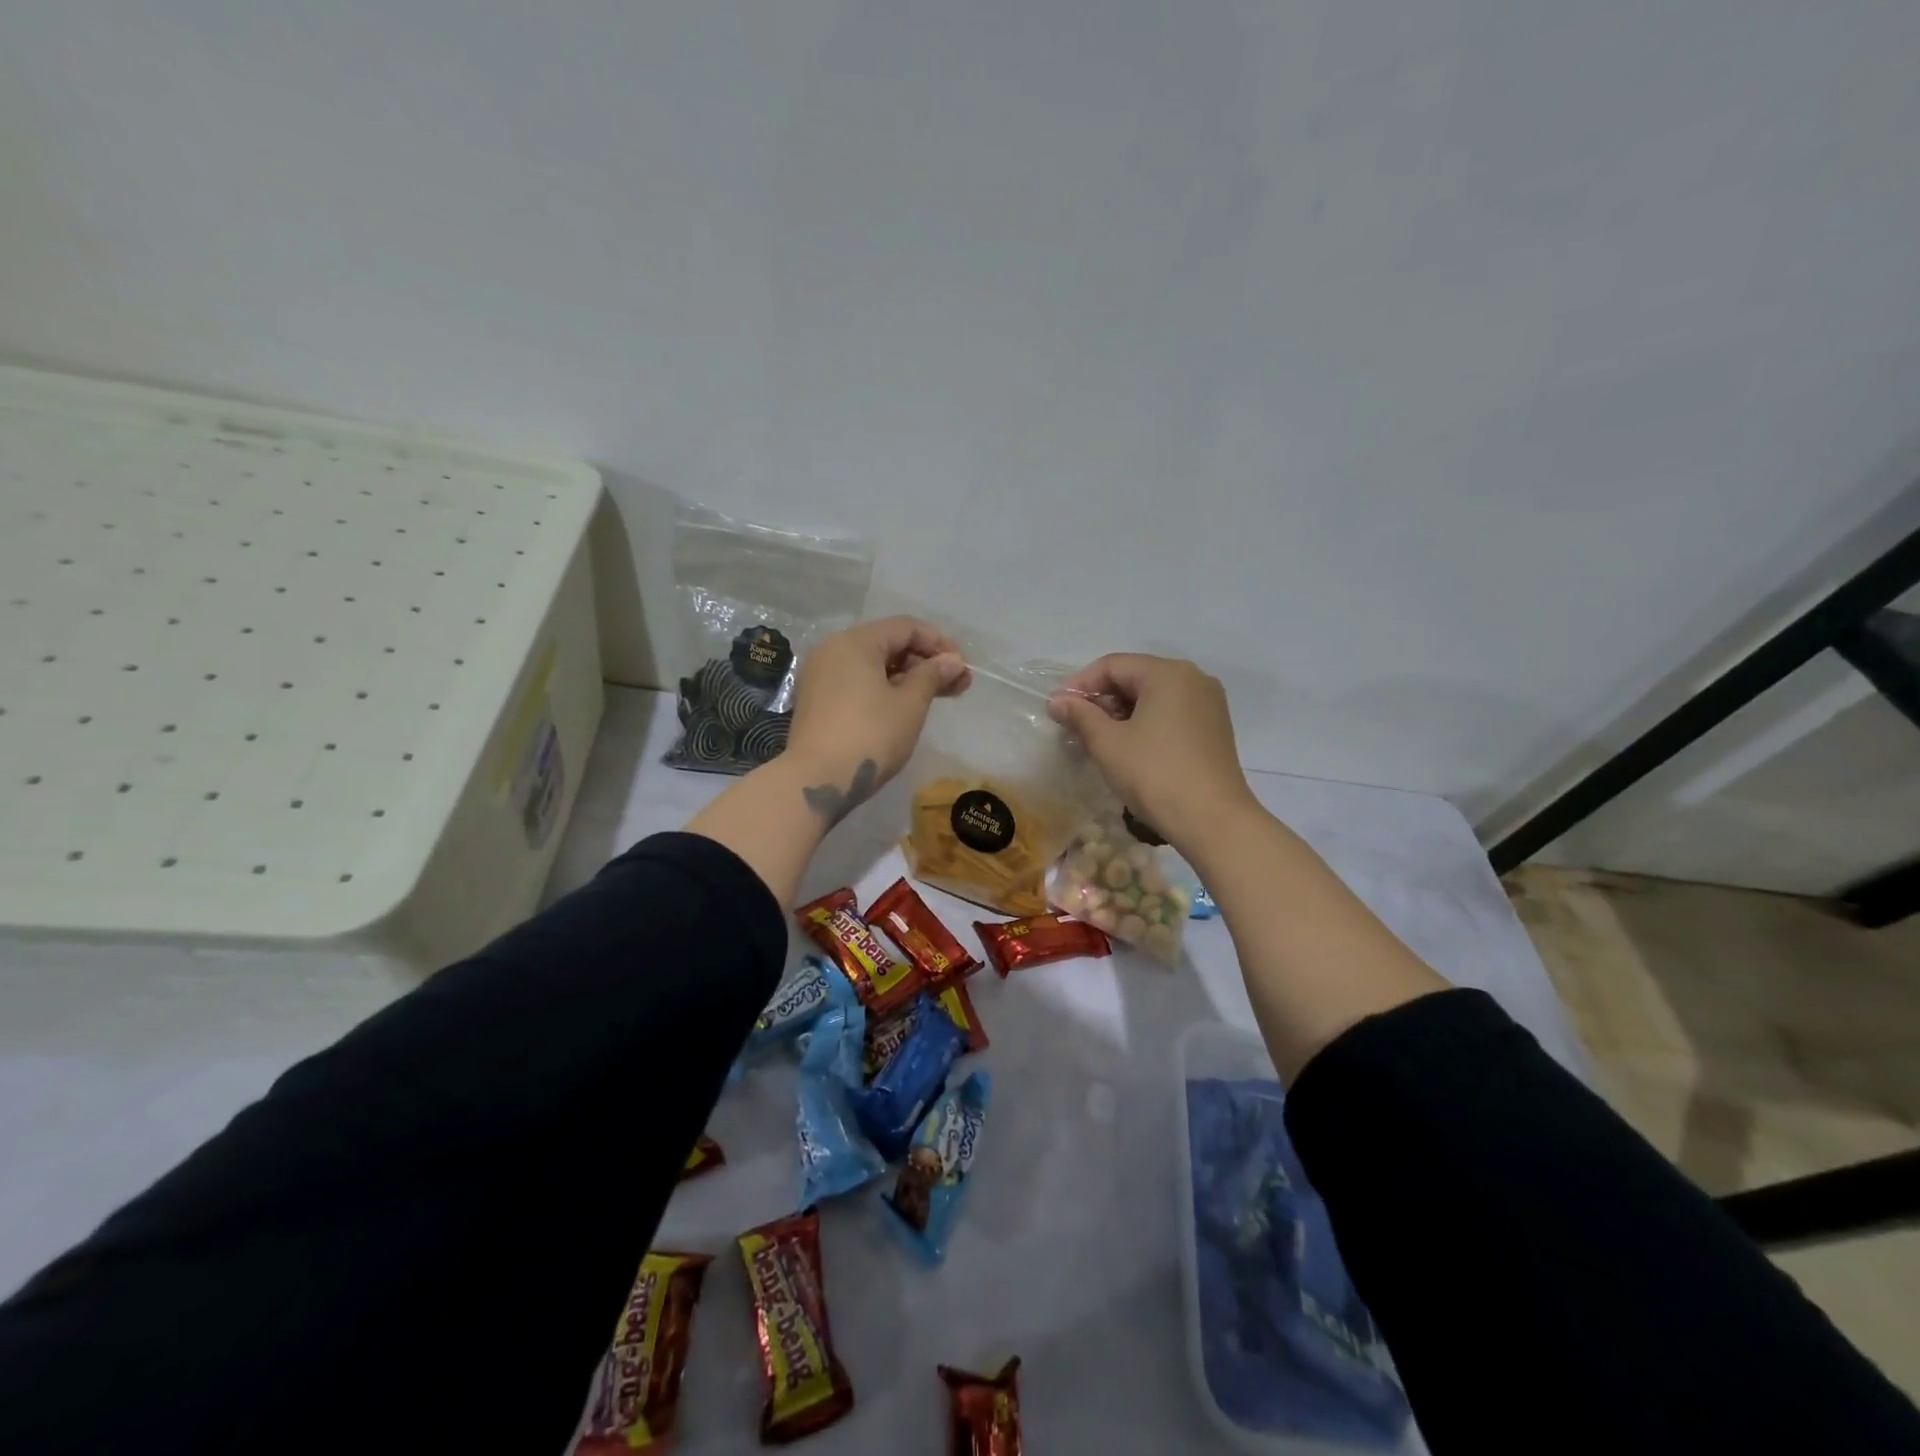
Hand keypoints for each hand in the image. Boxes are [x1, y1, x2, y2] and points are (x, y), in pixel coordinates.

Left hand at [784, 617, 969, 822]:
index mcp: (854, 642)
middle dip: (925, 662)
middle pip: (888, 644)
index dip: (939, 643)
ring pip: (873, 666)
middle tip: (958, 685)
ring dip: (908, 677)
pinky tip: (906, 707)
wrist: (816, 781)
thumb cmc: (869, 736)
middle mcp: (833, 650)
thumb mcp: (909, 704)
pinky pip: (857, 682)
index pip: (905, 628)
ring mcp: (821, 676)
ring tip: (938, 697)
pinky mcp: (817, 701)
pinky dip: (884, 689)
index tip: (963, 667)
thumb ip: (932, 675)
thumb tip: (952, 661)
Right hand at [1048, 654, 1258, 854]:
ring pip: (1152, 697)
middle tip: (1075, 727)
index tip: (1058, 709)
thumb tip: (1058, 701)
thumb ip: (1080, 716)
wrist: (1213, 821)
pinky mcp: (1214, 728)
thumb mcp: (1108, 744)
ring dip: (1121, 713)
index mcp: (1168, 673)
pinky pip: (1170, 713)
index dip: (1080, 685)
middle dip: (1101, 700)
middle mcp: (1193, 679)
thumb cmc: (1155, 775)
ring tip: (1097, 740)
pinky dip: (1144, 723)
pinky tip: (1128, 748)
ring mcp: (1208, 704)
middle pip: (1134, 677)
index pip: (1113, 665)